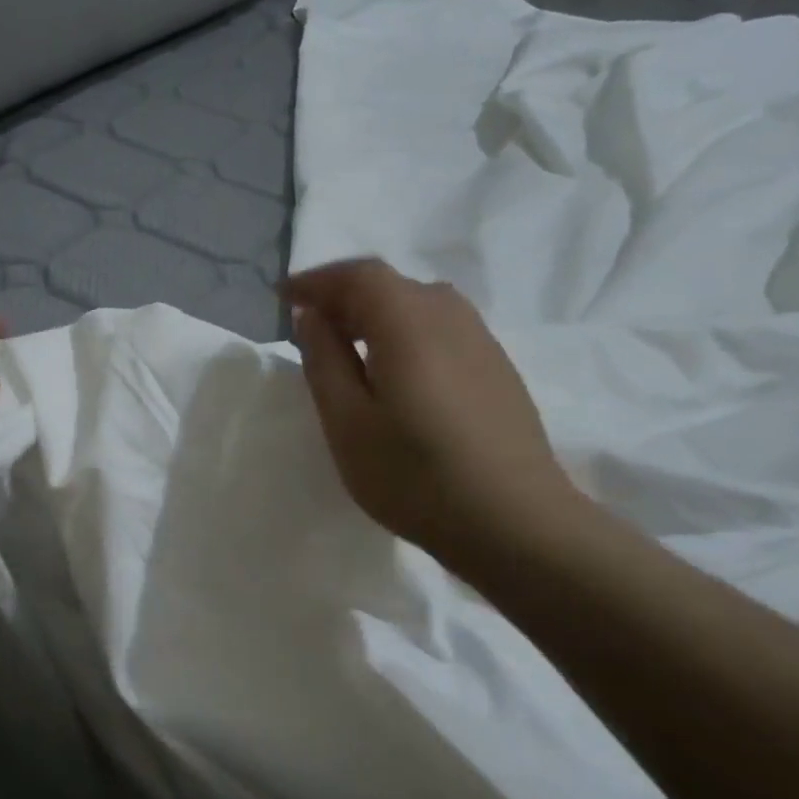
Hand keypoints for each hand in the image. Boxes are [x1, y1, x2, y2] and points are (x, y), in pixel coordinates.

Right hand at [283, 260, 578, 577]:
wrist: (516, 522)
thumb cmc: (415, 476)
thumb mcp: (347, 423)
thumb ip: (324, 361)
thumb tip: (312, 317)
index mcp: (408, 322)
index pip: (358, 276)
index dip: (316, 280)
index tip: (282, 298)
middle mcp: (449, 316)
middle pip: (390, 284)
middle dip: (343, 295)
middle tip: (309, 325)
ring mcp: (481, 340)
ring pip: (418, 303)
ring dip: (375, 312)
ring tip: (348, 346)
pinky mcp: (496, 366)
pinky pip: (440, 326)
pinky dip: (404, 330)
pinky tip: (396, 370)